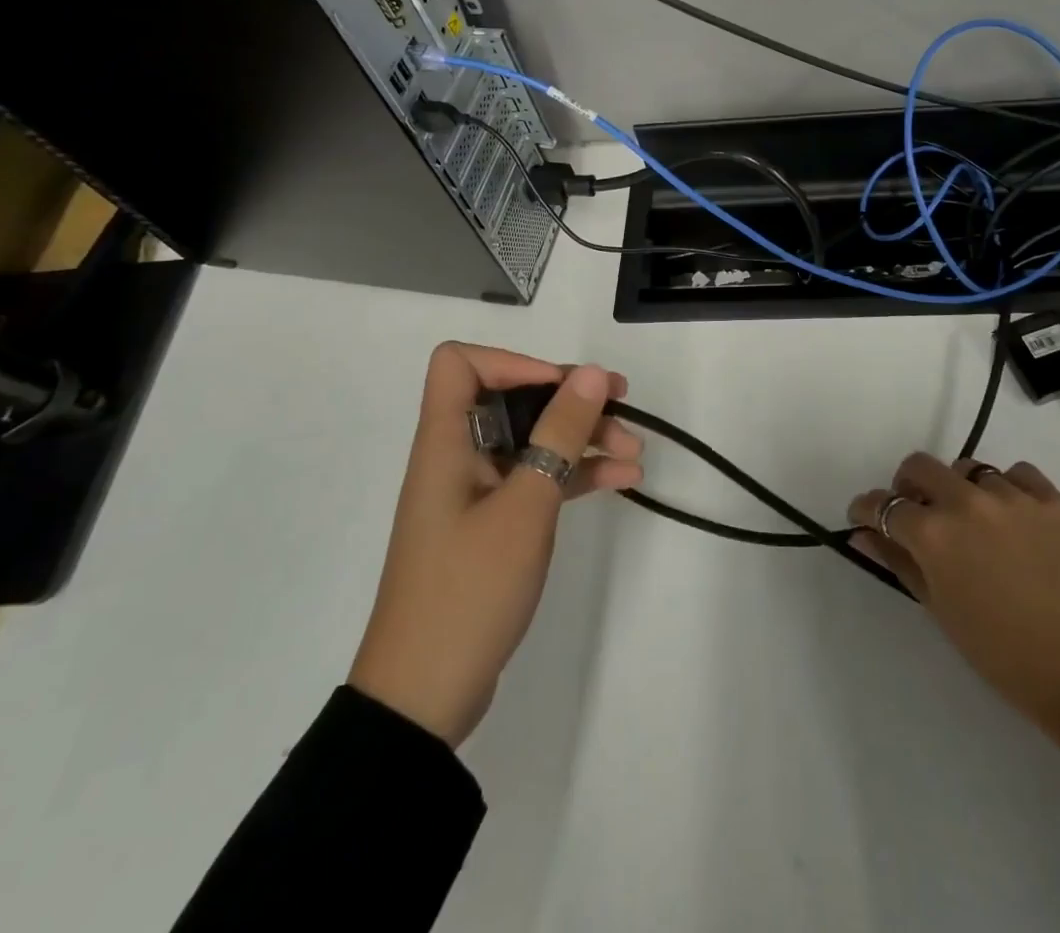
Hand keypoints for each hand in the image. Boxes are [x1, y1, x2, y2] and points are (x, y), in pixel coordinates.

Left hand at [348, 343, 642, 745]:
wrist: (425, 697)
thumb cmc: (468, 590)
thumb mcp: (525, 506)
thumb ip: (560, 435)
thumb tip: (591, 373)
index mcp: (446, 442)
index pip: (460, 364)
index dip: (513, 363)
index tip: (563, 388)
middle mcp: (457, 456)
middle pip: (511, 399)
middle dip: (569, 399)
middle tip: (622, 404)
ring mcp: (476, 492)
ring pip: (531, 440)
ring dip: (582, 439)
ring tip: (635, 450)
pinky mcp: (492, 525)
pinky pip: (537, 480)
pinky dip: (576, 475)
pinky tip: (623, 480)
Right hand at [850, 455, 1059, 754]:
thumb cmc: (1000, 653)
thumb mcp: (938, 608)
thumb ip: (897, 561)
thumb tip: (863, 533)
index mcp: (933, 534)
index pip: (883, 505)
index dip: (866, 510)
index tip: (864, 517)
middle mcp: (966, 502)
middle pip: (920, 466)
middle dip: (907, 486)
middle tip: (917, 512)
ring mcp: (1013, 497)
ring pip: (969, 469)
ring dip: (960, 489)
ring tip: (974, 521)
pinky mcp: (1052, 500)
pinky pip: (1018, 474)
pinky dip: (1007, 488)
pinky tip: (1012, 517)